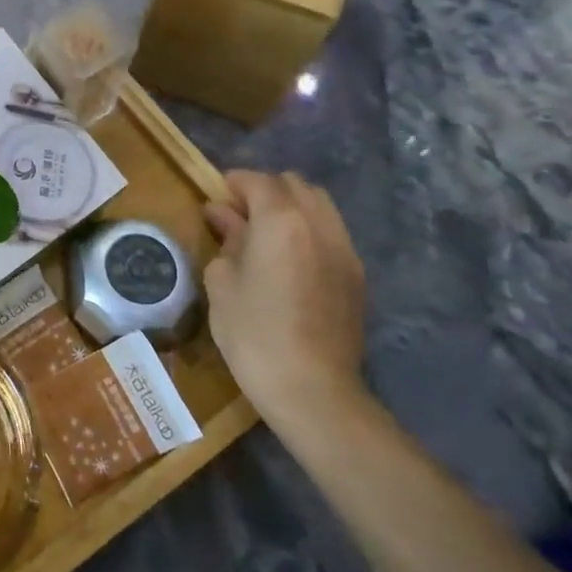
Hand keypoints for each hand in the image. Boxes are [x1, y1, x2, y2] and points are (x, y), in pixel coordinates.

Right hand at [203, 170, 367, 434]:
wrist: (313, 390)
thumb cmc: (253, 332)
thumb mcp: (222, 281)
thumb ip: (226, 239)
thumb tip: (223, 215)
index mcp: (281, 221)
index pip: (258, 181)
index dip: (233, 183)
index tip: (214, 199)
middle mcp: (319, 225)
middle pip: (294, 185)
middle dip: (265, 191)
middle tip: (239, 216)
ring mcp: (344, 250)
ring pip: (319, 205)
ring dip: (291, 208)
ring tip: (266, 235)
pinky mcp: (356, 276)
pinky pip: (332, 233)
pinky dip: (309, 231)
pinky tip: (290, 260)